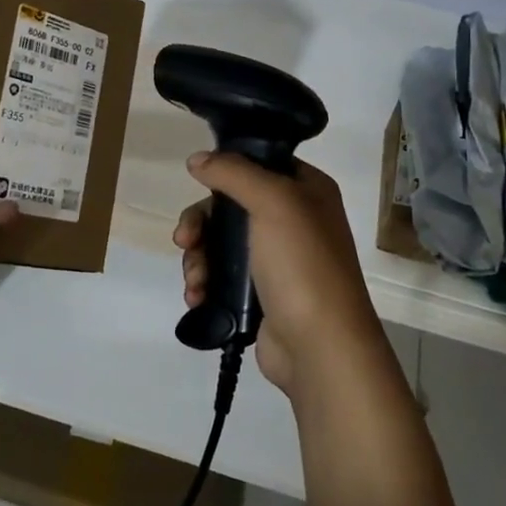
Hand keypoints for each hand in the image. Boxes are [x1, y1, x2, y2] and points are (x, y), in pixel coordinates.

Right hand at [172, 152, 390, 399]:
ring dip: (199, 258)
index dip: (227, 169)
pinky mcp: (261, 293)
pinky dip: (205, 282)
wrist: (320, 346)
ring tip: (195, 281)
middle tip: (185, 240)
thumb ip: (233, 172)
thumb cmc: (302, 263)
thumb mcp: (273, 202)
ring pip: (221, 242)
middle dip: (201, 223)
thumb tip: (197, 159)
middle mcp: (294, 219)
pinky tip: (197, 296)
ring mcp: (277, 259)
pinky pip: (223, 276)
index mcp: (306, 190)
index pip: (259, 162)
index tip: (198, 181)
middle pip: (231, 205)